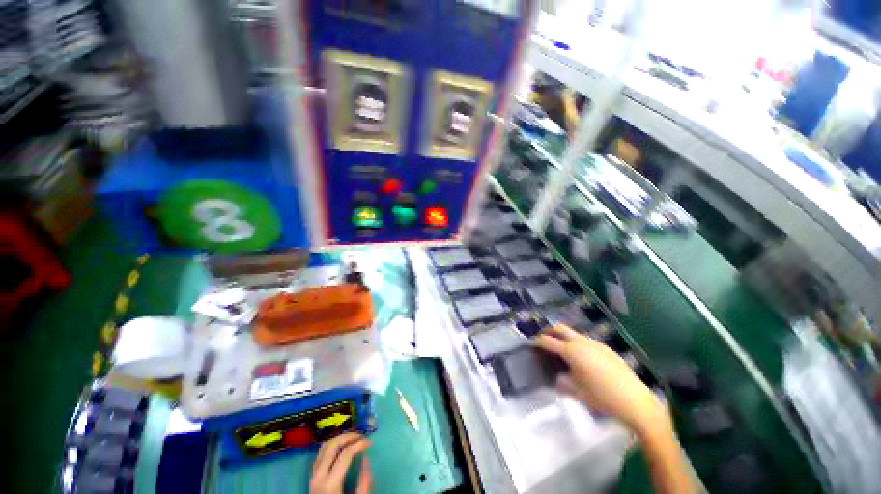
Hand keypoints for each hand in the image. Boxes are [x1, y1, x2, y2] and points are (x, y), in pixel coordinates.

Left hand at [309, 433, 371, 493]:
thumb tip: (366, 459)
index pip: (346, 453)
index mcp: (330, 483)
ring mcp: (313, 474)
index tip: (370, 443)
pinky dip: (332, 445)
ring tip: (352, 439)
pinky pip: (320, 453)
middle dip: (349, 436)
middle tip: (361, 437)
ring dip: (339, 439)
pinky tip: (341, 448)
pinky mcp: (311, 475)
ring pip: (325, 446)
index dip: (360, 444)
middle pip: (333, 445)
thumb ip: (364, 483)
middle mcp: (319, 475)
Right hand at [535, 325, 666, 433]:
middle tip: (542, 337)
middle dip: (549, 330)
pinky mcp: (606, 349)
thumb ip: (562, 382)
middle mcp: (581, 342)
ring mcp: (595, 344)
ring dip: (564, 337)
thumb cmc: (601, 397)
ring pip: (574, 333)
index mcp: (571, 351)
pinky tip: (582, 358)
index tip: (531, 343)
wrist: (635, 401)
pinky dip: (577, 344)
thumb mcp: (576, 392)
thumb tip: (558, 377)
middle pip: (560, 328)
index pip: (548, 341)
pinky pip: (586, 341)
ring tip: (561, 349)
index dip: (537, 341)